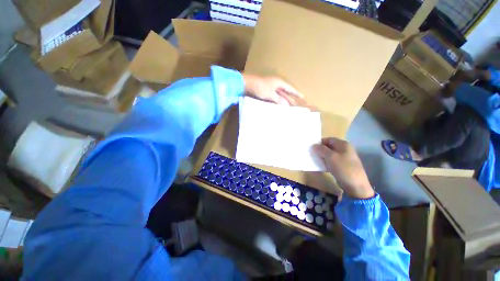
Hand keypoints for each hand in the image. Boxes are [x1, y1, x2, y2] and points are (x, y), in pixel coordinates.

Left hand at [242, 74, 303, 105]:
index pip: (290, 88)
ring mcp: (270, 88)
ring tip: (288, 107)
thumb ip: (278, 99)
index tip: (302, 97)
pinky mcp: (265, 92)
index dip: (296, 93)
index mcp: (279, 82)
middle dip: (290, 98)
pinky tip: (278, 105)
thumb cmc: (260, 87)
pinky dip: (276, 101)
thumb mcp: (270, 94)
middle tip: (295, 105)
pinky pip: (274, 97)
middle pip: (285, 92)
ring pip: (279, 95)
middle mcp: (276, 84)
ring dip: (283, 101)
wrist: (247, 84)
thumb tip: (286, 105)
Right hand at [313, 138, 374, 198]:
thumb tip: (313, 145)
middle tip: (311, 154)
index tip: (311, 148)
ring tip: (314, 160)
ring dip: (322, 157)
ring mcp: (344, 158)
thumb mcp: (330, 157)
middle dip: (320, 150)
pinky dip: (325, 162)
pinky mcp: (342, 166)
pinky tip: (320, 166)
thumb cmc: (343, 168)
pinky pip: (331, 161)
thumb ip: (321, 149)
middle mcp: (344, 149)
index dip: (319, 143)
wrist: (356, 186)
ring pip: (329, 154)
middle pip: (329, 147)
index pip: (328, 139)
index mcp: (343, 144)